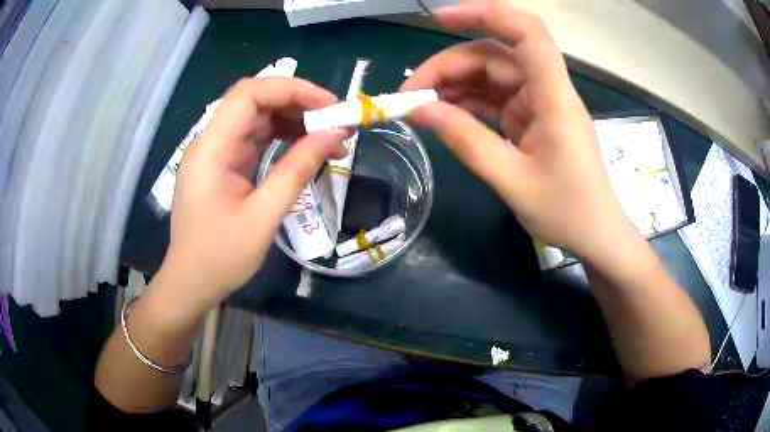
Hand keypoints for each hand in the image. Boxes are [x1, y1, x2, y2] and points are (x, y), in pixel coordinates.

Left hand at [157, 77, 348, 316]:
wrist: (191, 283)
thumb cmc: (220, 258)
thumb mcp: (262, 218)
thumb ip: (297, 171)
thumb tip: (336, 135)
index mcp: (211, 150)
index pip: (249, 94)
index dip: (292, 89)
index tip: (330, 105)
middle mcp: (210, 142)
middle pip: (255, 101)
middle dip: (298, 103)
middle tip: (336, 122)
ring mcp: (216, 152)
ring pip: (257, 117)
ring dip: (294, 120)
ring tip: (329, 137)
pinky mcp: (223, 164)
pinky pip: (255, 138)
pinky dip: (283, 137)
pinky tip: (306, 148)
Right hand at [401, 0, 637, 261]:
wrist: (596, 234)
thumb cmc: (568, 212)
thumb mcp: (513, 181)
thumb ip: (466, 142)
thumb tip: (420, 111)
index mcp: (554, 97)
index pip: (526, 33)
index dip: (485, 14)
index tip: (439, 19)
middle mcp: (547, 90)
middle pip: (494, 55)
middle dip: (449, 67)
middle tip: (409, 95)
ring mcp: (538, 104)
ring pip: (490, 76)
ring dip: (454, 85)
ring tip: (419, 106)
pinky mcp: (532, 119)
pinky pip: (494, 99)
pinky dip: (468, 103)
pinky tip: (443, 114)